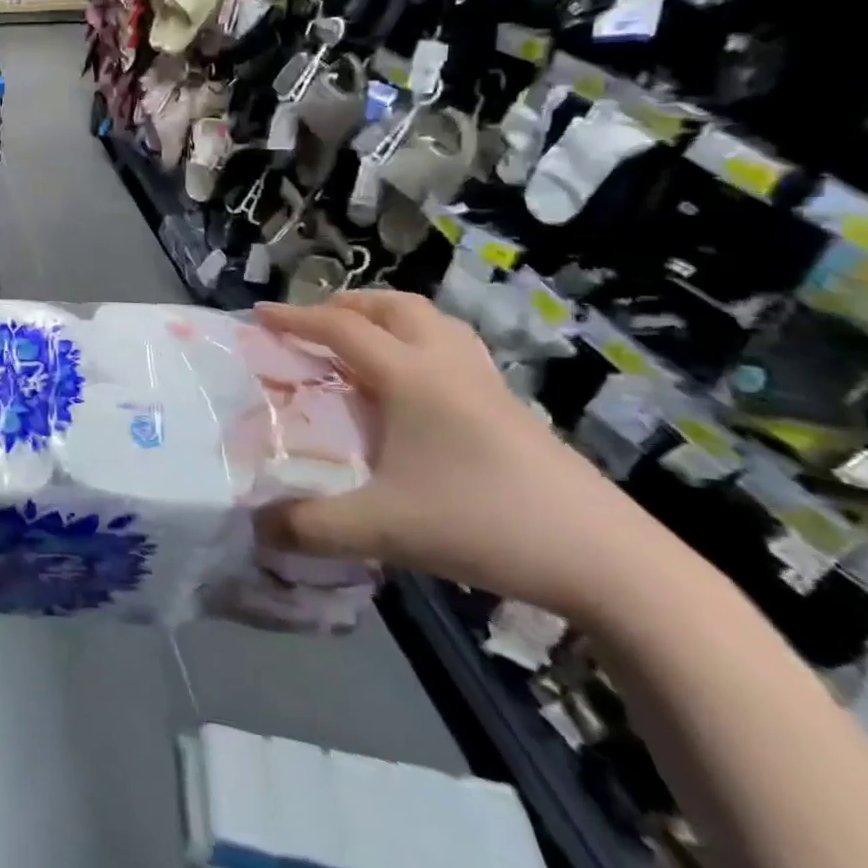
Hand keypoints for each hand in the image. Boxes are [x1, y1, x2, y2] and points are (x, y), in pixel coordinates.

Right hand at [257, 291, 653, 618]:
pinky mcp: (514, 411)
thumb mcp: (382, 530)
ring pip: (434, 323)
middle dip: (347, 305)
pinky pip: (456, 351)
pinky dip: (421, 346)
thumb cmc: (485, 525)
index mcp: (412, 377)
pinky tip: (415, 389)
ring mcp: (488, 386)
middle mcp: (448, 366)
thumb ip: (310, 526)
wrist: (610, 562)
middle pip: (395, 307)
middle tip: (315, 325)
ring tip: (362, 344)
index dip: (295, 318)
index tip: (257, 316)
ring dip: (389, 319)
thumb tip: (257, 526)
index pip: (341, 330)